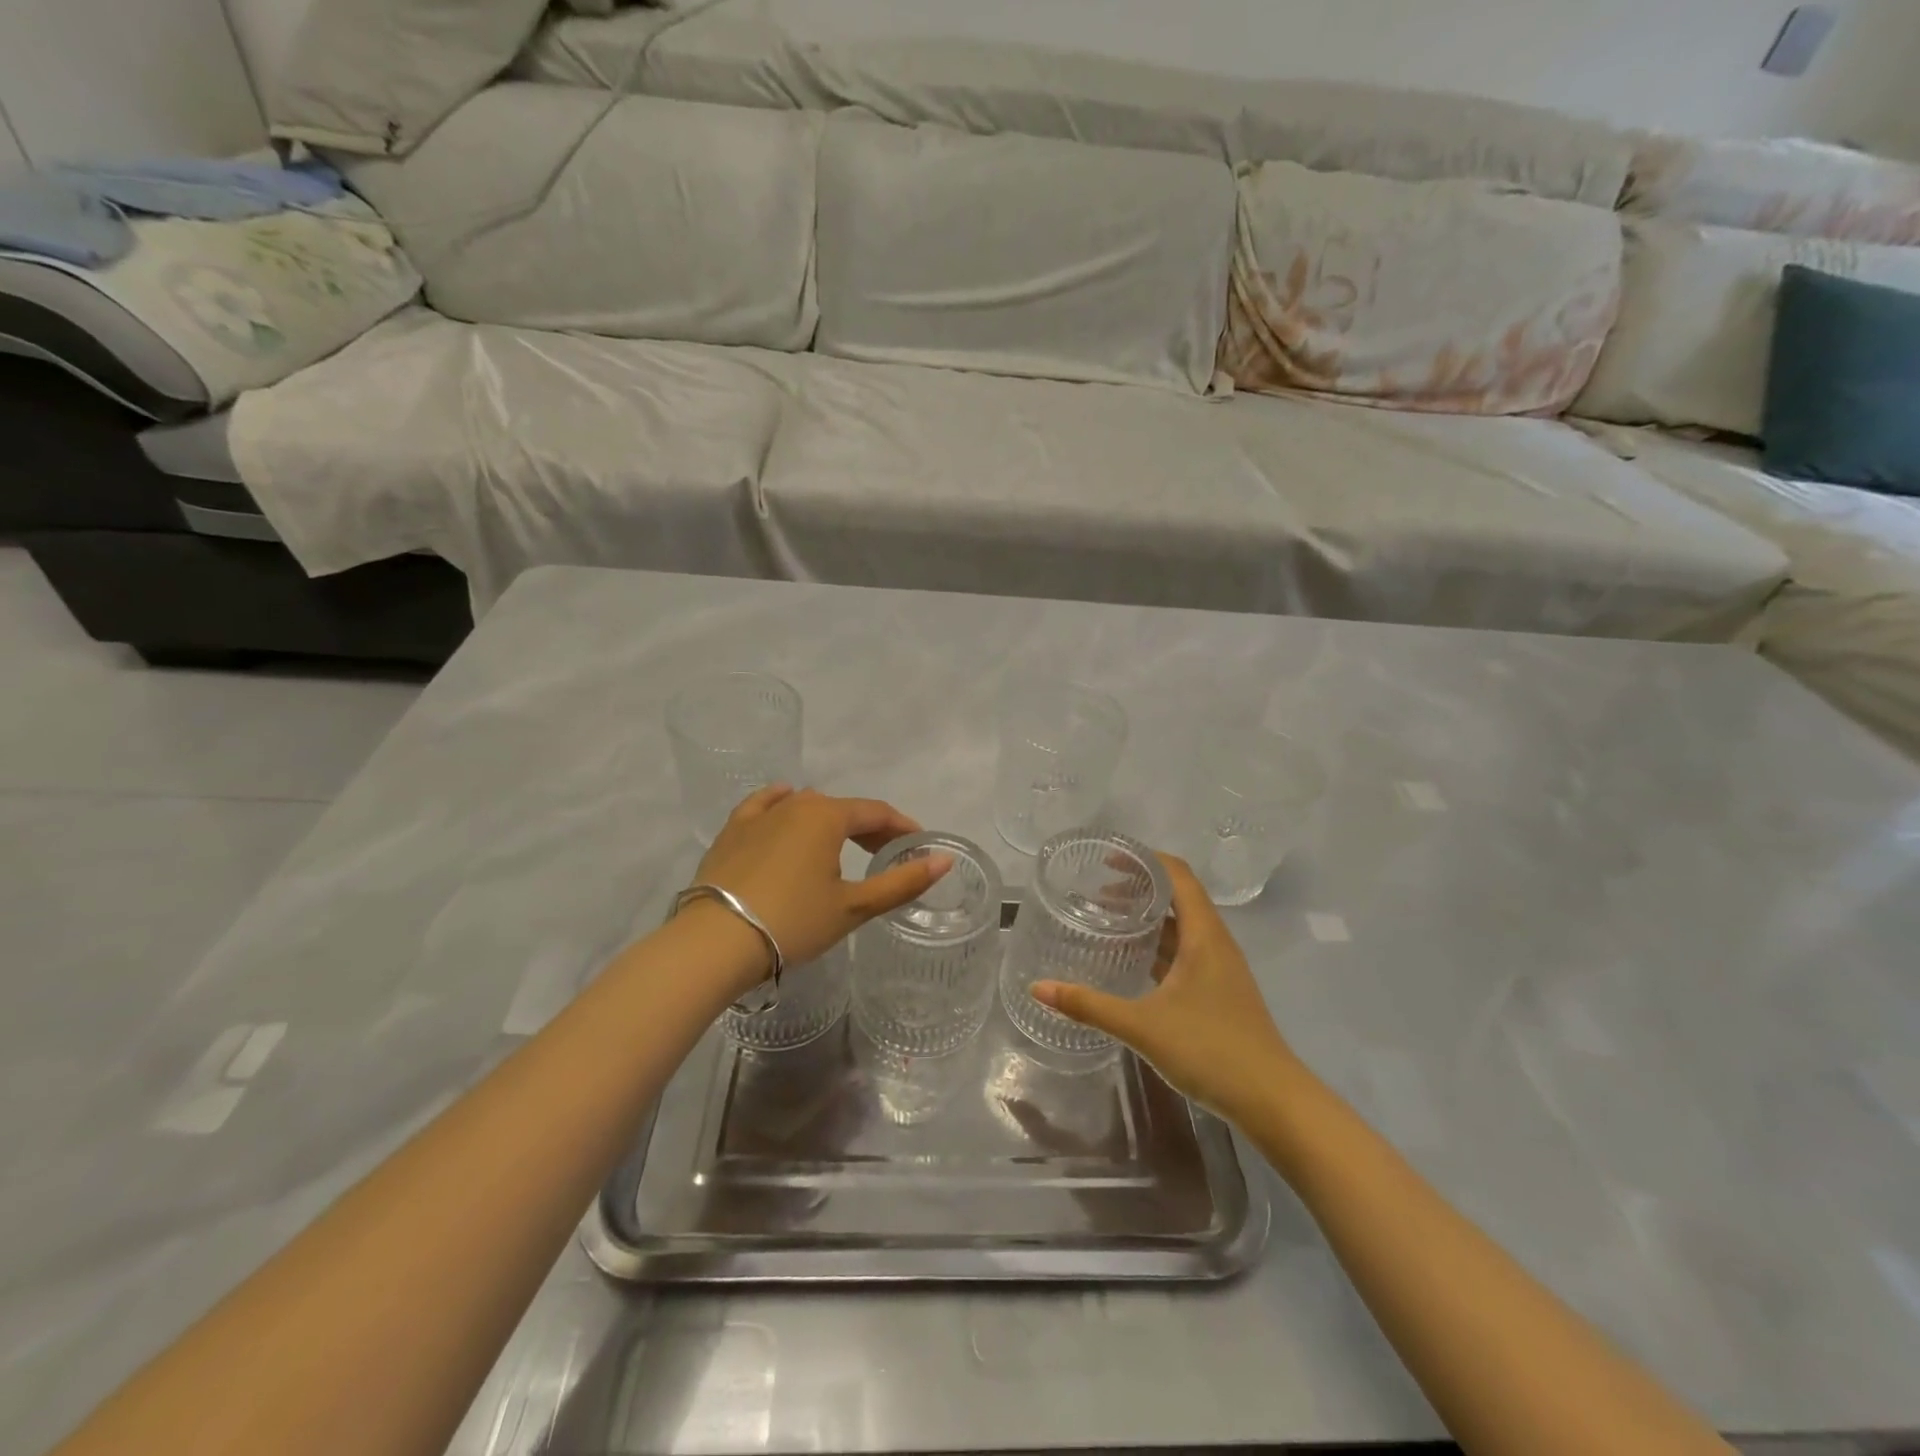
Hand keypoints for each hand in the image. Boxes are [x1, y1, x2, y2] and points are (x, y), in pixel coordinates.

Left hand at [692, 786, 951, 987]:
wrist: (715, 942)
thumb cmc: (793, 922)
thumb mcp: (853, 907)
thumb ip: (901, 882)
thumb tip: (944, 861)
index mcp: (827, 816)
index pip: (875, 812)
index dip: (900, 826)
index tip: (917, 843)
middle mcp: (794, 804)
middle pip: (842, 808)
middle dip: (868, 827)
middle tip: (885, 851)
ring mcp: (758, 816)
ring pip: (804, 807)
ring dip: (829, 821)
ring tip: (841, 842)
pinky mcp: (731, 832)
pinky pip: (762, 806)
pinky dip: (781, 804)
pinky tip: (784, 802)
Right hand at [1031, 854, 1302, 1122]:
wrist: (1273, 1102)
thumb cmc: (1211, 1050)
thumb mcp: (1142, 1026)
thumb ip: (1089, 1005)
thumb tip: (1037, 988)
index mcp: (1204, 935)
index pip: (1177, 875)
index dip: (1145, 860)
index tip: (1108, 859)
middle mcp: (1215, 943)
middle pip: (1179, 897)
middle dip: (1140, 888)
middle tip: (1097, 891)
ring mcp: (1220, 969)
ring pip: (1182, 927)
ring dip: (1149, 918)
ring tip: (1108, 919)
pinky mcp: (1219, 993)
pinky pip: (1186, 953)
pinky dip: (1159, 946)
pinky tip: (1133, 961)